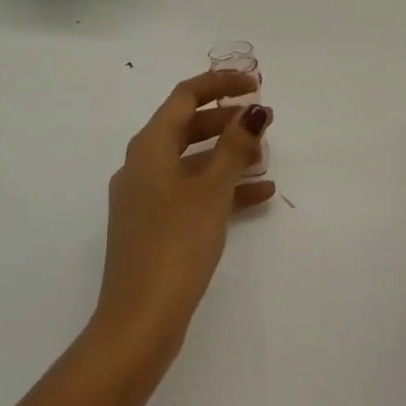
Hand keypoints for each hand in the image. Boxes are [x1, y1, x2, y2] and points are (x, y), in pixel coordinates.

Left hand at [92, 70, 274, 367]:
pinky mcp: (155, 227)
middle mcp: (142, 165)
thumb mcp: (212, 190)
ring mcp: (146, 198)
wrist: (139, 322)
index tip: (255, 84)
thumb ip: (235, 146)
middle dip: (227, 120)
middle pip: (188, 126)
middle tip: (264, 121)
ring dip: (228, 155)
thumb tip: (253, 111)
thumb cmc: (176, 244)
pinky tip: (260, 196)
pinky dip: (222, 188)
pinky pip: (192, 193)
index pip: (185, 96)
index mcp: (149, 146)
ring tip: (265, 158)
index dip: (220, 83)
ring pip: (192, 161)